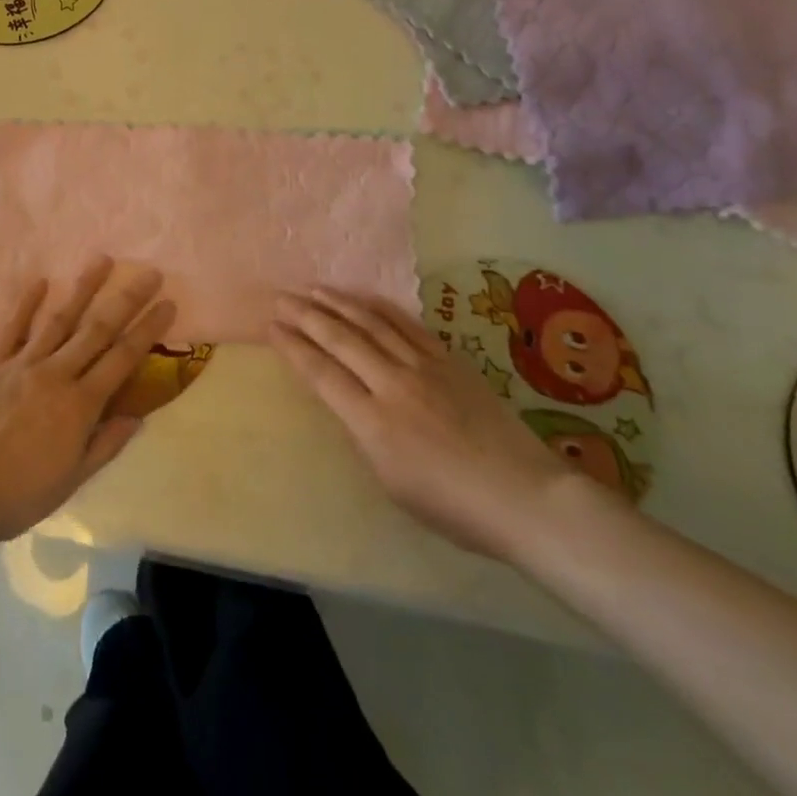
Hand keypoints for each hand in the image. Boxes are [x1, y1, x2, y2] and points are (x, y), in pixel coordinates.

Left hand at [0, 259, 175, 544]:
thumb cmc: (18, 495)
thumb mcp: (71, 481)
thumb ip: (105, 445)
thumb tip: (137, 417)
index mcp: (79, 405)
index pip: (123, 359)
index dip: (148, 330)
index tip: (167, 304)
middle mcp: (55, 375)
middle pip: (97, 330)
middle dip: (126, 300)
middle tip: (149, 273)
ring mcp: (20, 365)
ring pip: (59, 319)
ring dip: (83, 288)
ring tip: (103, 260)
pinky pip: (11, 328)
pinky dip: (26, 303)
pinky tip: (41, 281)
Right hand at [271, 289, 577, 557]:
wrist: (524, 495)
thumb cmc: (454, 506)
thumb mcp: (392, 483)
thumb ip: (364, 436)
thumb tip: (349, 402)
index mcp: (372, 422)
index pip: (321, 373)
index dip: (293, 347)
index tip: (272, 326)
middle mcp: (392, 384)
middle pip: (340, 339)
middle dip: (306, 315)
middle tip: (281, 297)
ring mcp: (423, 367)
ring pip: (371, 324)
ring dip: (338, 303)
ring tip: (314, 289)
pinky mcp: (449, 359)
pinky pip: (407, 325)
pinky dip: (381, 308)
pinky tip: (365, 299)